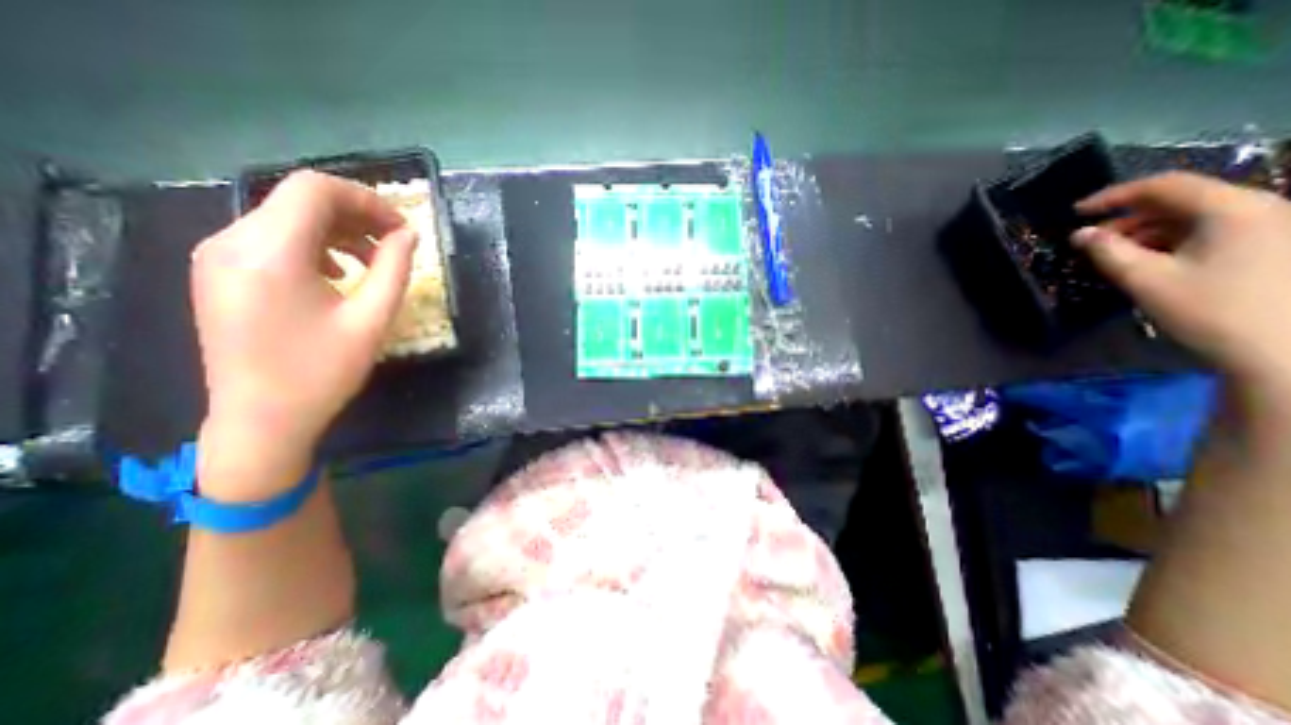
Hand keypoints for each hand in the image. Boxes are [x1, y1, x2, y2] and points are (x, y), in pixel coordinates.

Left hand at [190, 171, 414, 496]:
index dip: (366, 199)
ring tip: (372, 261)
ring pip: (285, 218)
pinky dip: (312, 245)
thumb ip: (394, 269)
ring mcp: (217, 256)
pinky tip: (337, 274)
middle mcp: (231, 242)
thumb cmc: (323, 371)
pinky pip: (270, 239)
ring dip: (337, 231)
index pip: (315, 190)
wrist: (261, 419)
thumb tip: (408, 235)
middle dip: (356, 214)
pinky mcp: (217, 273)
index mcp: (269, 252)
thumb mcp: (372, 319)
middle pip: (299, 200)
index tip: (401, 227)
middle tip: (395, 242)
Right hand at [1075, 172, 1290, 401]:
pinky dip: (1171, 241)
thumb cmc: (1210, 310)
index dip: (1113, 195)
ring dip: (1147, 231)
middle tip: (1090, 240)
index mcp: (1232, 209)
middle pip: (1181, 199)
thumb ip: (1108, 251)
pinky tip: (1147, 262)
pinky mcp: (1270, 245)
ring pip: (1194, 216)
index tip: (1075, 212)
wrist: (1284, 350)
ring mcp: (1270, 226)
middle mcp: (1258, 208)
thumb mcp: (1146, 279)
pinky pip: (1210, 231)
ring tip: (1112, 254)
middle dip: (1128, 217)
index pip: (1163, 185)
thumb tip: (1081, 234)